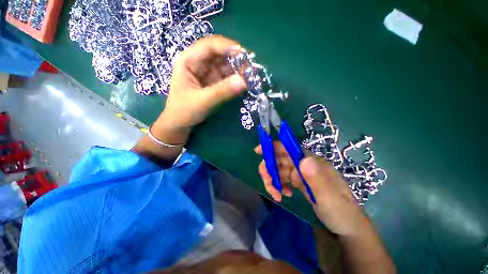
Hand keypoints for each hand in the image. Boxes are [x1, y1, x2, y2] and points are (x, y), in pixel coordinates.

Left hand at [158, 35, 246, 131]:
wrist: (180, 124)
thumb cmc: (184, 111)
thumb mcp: (202, 101)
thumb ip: (222, 92)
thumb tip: (243, 82)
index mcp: (189, 61)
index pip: (208, 46)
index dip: (226, 46)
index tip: (243, 53)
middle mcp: (198, 64)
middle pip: (219, 55)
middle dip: (235, 59)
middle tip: (250, 67)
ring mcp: (207, 74)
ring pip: (224, 66)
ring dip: (237, 70)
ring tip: (250, 76)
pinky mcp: (213, 84)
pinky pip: (226, 78)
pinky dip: (234, 79)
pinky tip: (243, 83)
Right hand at [255, 143, 368, 235]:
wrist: (346, 227)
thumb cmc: (341, 211)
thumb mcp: (330, 198)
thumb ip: (317, 179)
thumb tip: (304, 159)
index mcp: (312, 162)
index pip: (290, 148)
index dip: (273, 147)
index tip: (258, 151)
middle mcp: (304, 164)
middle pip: (280, 159)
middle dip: (269, 168)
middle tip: (267, 182)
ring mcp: (301, 173)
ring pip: (279, 170)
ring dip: (273, 180)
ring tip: (276, 194)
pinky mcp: (299, 182)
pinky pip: (283, 179)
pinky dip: (279, 186)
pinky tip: (284, 195)